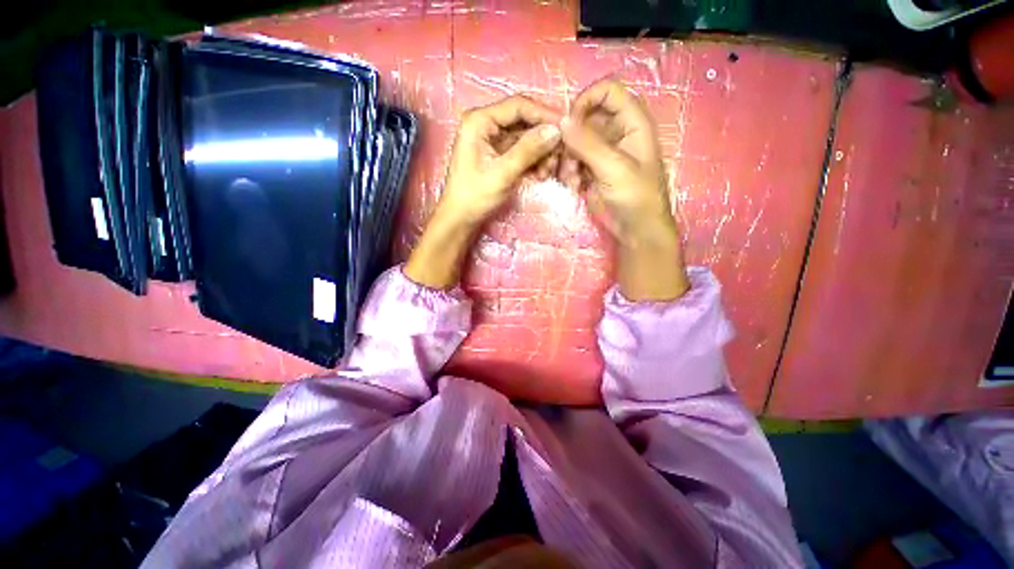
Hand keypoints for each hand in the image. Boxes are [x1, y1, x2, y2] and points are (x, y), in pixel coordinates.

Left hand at [439, 95, 562, 226]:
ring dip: (540, 153)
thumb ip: (528, 151)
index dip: (544, 114)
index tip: (566, 129)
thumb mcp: (502, 173)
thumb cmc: (475, 196)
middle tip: (560, 155)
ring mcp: (492, 140)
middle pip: (524, 121)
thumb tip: (556, 130)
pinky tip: (540, 175)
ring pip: (525, 138)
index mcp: (480, 121)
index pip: (518, 106)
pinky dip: (533, 161)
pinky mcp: (498, 155)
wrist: (461, 219)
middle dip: (543, 139)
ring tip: (548, 171)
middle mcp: (486, 124)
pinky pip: (521, 151)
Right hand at [560, 78, 688, 300]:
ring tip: (572, 178)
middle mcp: (616, 132)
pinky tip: (575, 186)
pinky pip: (572, 161)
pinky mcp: (591, 170)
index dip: (587, 100)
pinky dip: (569, 172)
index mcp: (632, 122)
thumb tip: (561, 121)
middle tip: (565, 158)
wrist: (635, 229)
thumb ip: (588, 143)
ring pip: (574, 142)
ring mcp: (602, 153)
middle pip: (585, 118)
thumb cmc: (635, 196)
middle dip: (571, 139)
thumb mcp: (613, 168)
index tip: (569, 122)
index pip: (607, 92)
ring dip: (568, 159)